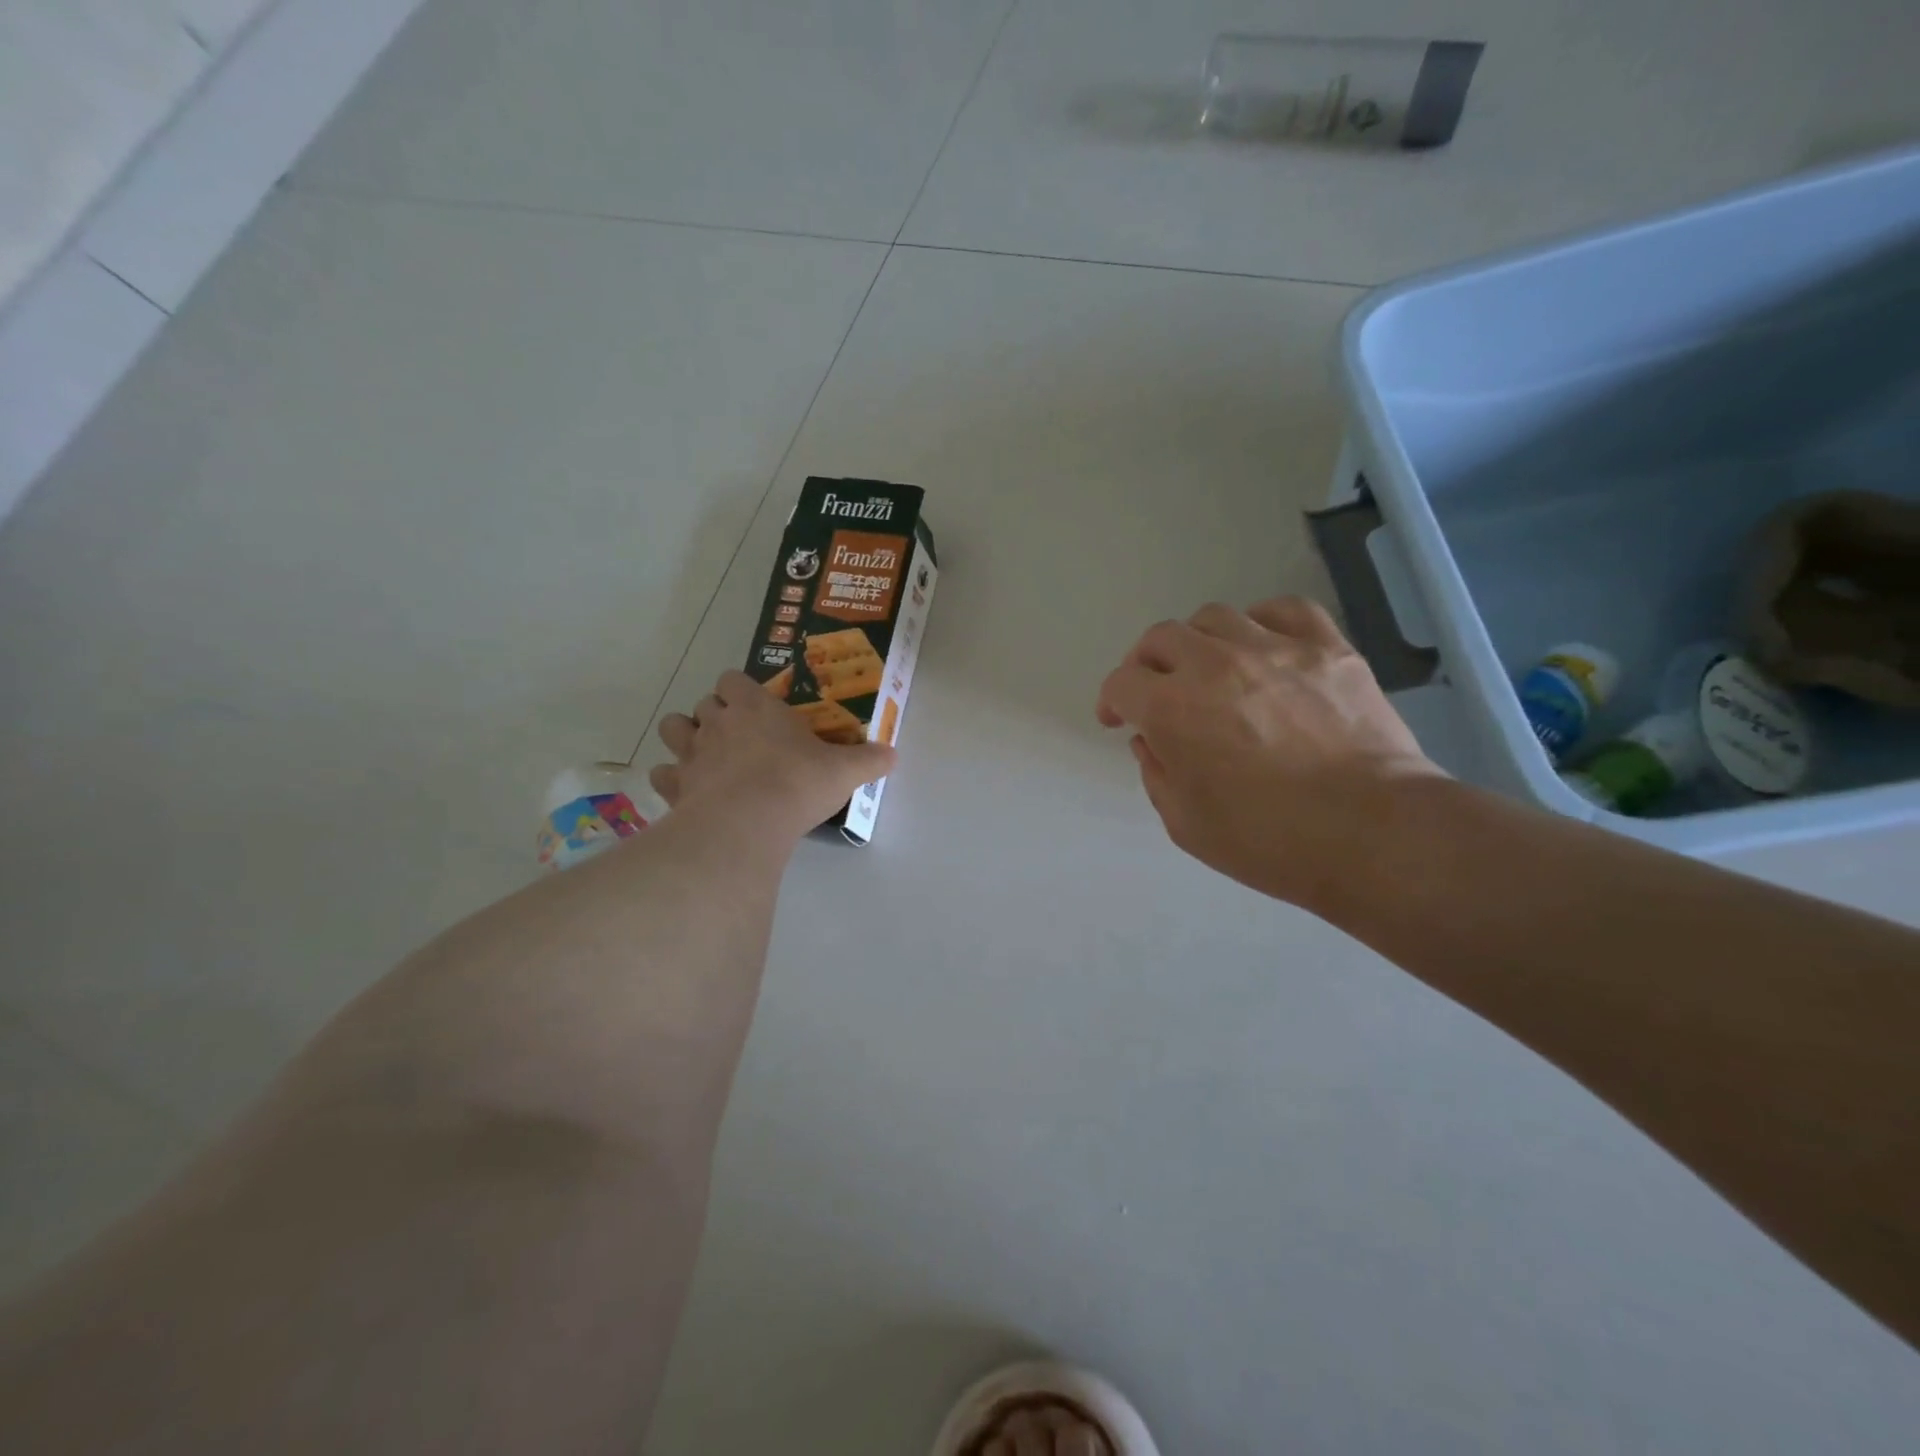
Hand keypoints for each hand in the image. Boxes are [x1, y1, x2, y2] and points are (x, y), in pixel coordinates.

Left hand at [652, 671, 894, 841]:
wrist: (749, 823)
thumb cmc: (798, 783)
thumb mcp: (845, 771)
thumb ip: (869, 760)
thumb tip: (893, 755)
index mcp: (755, 707)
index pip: (733, 678)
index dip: (740, 689)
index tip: (756, 707)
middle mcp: (717, 722)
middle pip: (703, 702)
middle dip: (715, 713)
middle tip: (739, 736)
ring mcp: (691, 753)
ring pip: (672, 728)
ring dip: (685, 737)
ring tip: (706, 755)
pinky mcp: (675, 787)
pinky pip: (663, 774)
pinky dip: (672, 780)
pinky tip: (690, 792)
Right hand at [1097, 597, 1443, 910]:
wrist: (1373, 833)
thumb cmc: (1269, 840)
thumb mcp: (1186, 824)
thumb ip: (1156, 774)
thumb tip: (1150, 741)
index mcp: (1171, 709)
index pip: (1121, 682)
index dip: (1112, 700)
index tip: (1118, 720)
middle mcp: (1213, 664)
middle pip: (1160, 638)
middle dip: (1147, 664)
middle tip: (1157, 691)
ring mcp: (1274, 648)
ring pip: (1214, 617)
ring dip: (1198, 641)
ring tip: (1209, 667)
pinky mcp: (1326, 647)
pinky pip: (1283, 610)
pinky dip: (1261, 623)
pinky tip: (1263, 647)